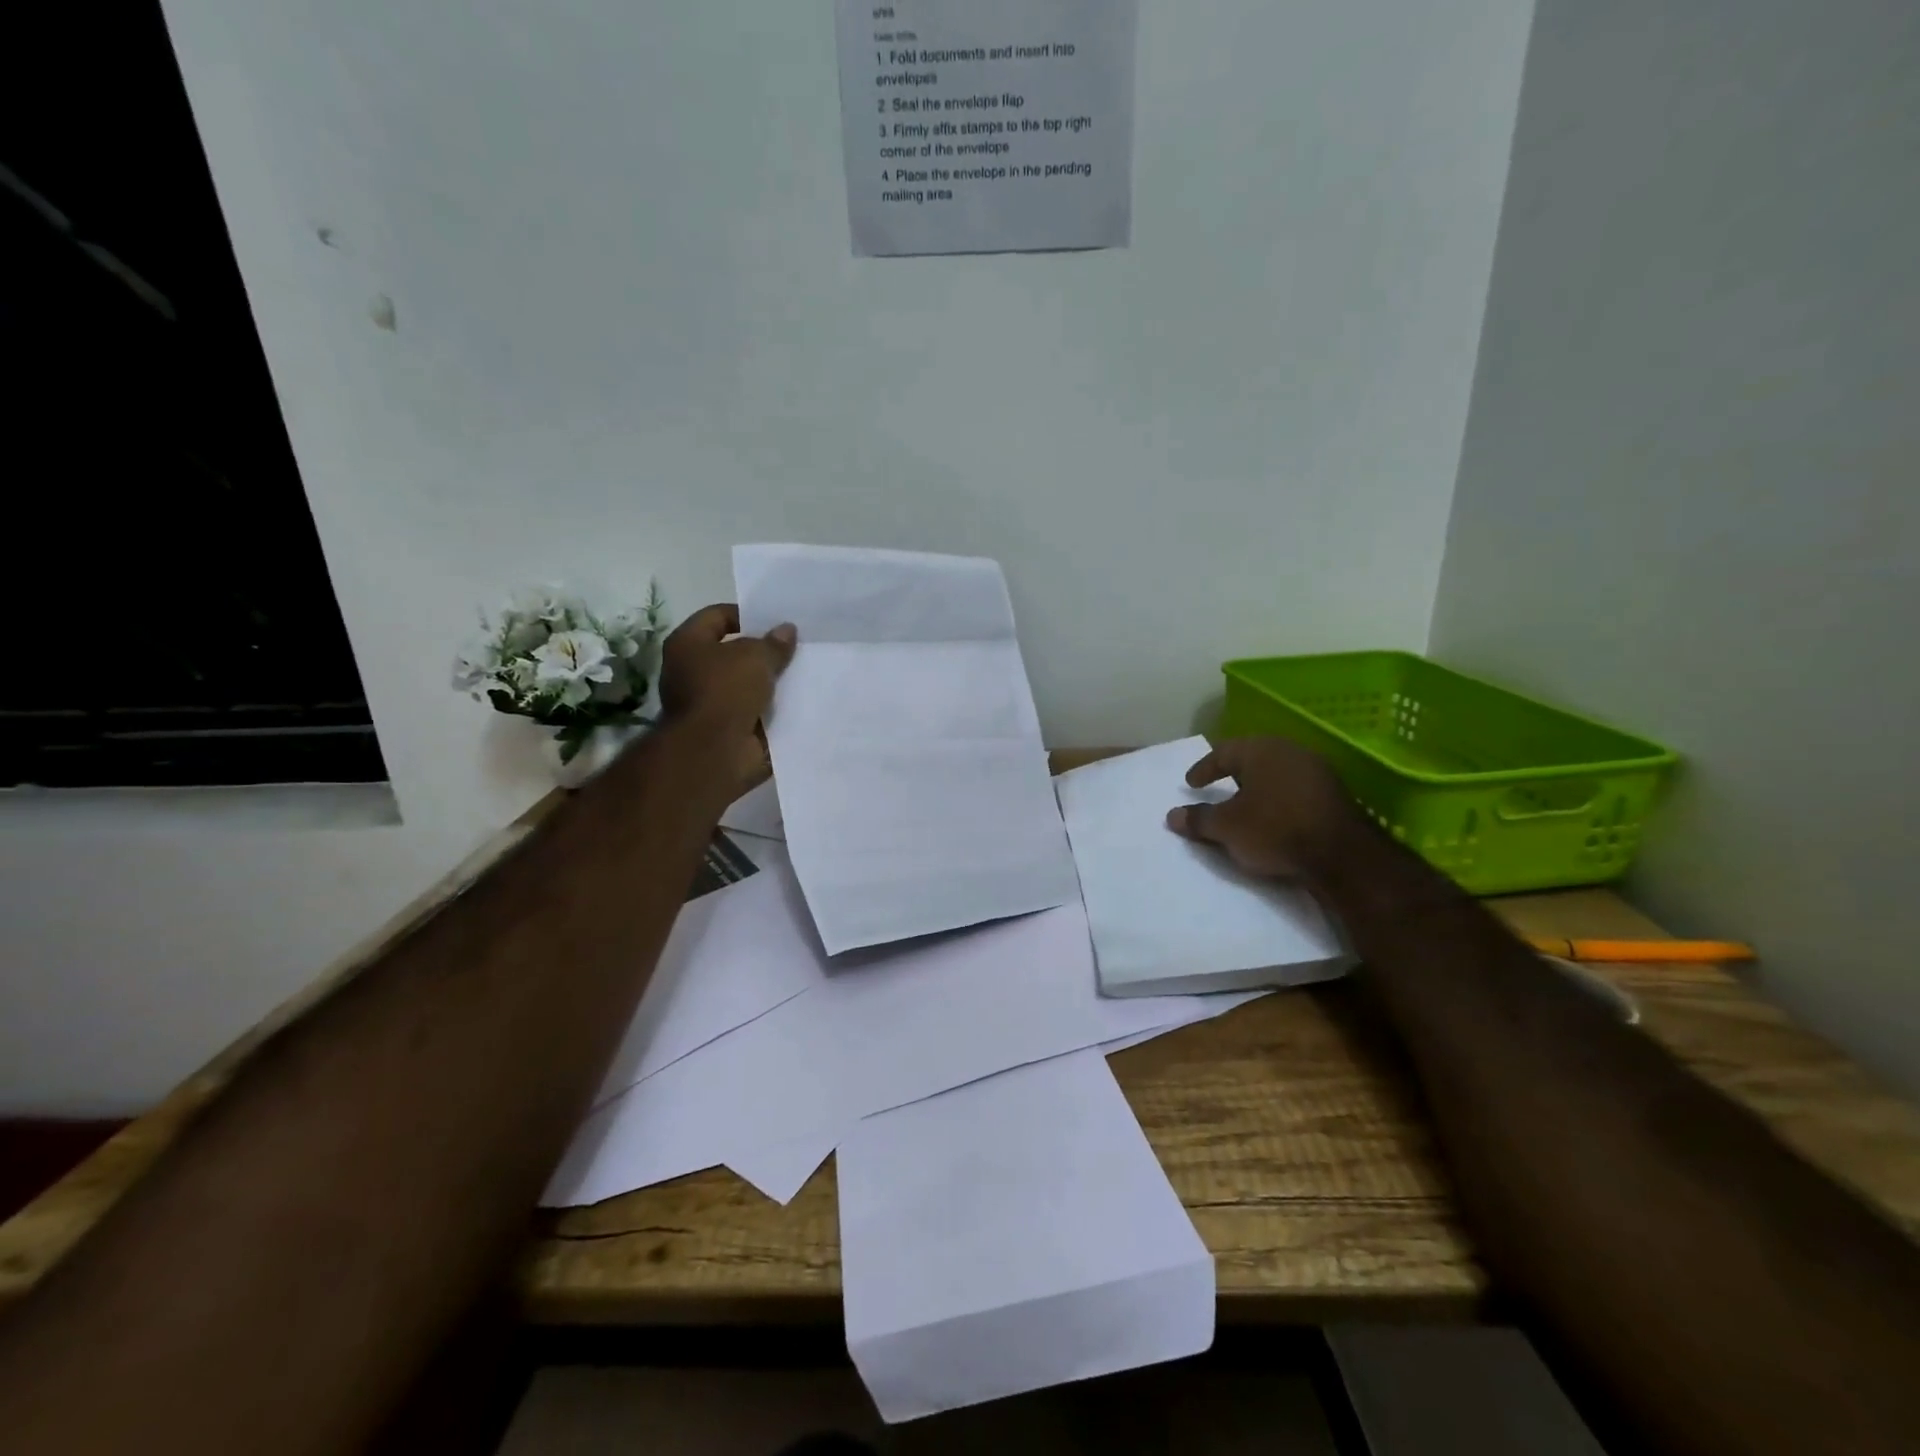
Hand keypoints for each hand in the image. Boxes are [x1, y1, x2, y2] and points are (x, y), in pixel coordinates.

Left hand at [658, 604, 796, 791]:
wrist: (714, 751)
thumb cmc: (725, 691)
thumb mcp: (756, 657)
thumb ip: (774, 643)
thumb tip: (787, 630)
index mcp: (688, 644)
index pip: (718, 616)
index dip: (747, 615)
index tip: (777, 622)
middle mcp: (693, 671)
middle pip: (734, 652)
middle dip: (764, 651)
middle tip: (796, 647)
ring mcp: (710, 702)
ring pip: (748, 684)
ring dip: (771, 682)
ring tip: (804, 672)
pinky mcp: (728, 728)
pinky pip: (755, 711)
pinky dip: (773, 709)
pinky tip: (800, 701)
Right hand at [1164, 737, 1363, 877]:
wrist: (1341, 856)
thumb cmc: (1274, 830)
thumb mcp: (1226, 827)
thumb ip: (1198, 819)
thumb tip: (1172, 816)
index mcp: (1261, 750)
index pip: (1223, 752)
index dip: (1204, 769)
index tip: (1191, 784)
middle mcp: (1290, 751)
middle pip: (1252, 759)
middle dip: (1233, 773)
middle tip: (1217, 788)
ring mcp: (1317, 771)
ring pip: (1276, 774)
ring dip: (1258, 787)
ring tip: (1244, 805)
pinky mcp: (1334, 794)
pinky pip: (1295, 790)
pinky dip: (1278, 800)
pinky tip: (1273, 817)